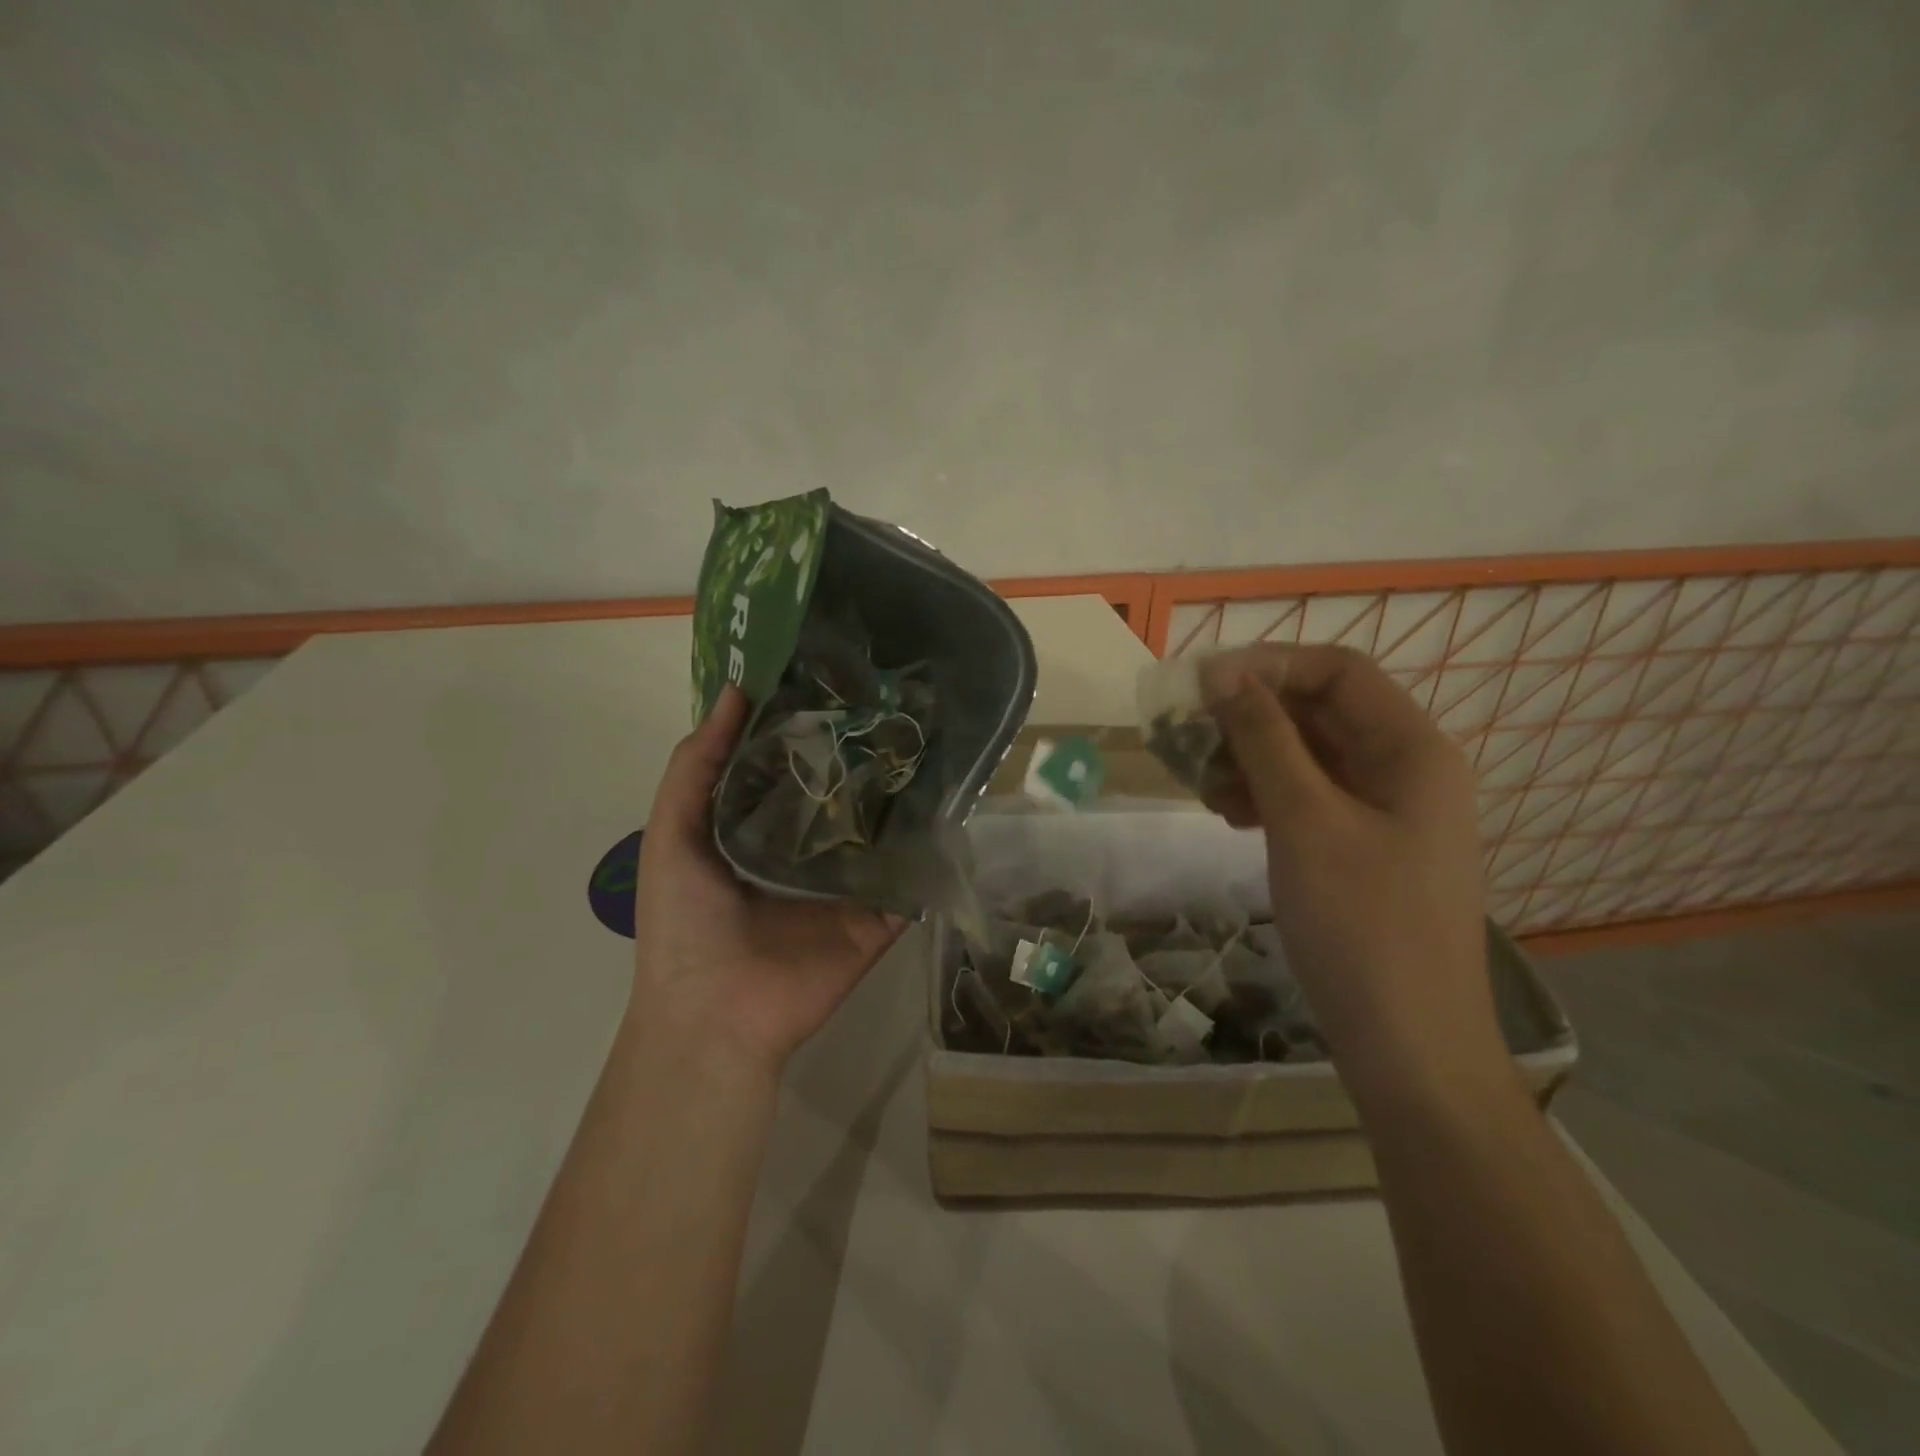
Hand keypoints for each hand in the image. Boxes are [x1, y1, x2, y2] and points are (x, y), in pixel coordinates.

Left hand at [631, 687, 905, 1077]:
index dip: (810, 724)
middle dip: (866, 752)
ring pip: (885, 829)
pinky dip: (932, 850)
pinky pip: (911, 878)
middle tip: (901, 700)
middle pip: (845, 792)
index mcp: (762, 826)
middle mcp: (810, 847)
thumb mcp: (671, 832)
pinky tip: (957, 805)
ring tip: (936, 740)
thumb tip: (735, 691)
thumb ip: (697, 765)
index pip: (794, 764)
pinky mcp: (881, 915)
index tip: (840, 676)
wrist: (713, 1015)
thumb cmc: (683, 921)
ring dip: (906, 794)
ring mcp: (850, 882)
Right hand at [1198, 645, 1507, 1092]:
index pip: (1337, 671)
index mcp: (1411, 749)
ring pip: (1308, 758)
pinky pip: (1308, 799)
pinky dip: (1265, 797)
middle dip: (1250, 717)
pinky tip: (1229, 816)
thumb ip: (1263, 739)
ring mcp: (1385, 813)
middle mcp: (1404, 769)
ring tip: (1201, 786)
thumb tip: (1220, 673)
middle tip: (1186, 738)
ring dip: (1250, 759)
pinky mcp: (1362, 849)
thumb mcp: (1304, 821)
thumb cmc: (1361, 924)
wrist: (1409, 1047)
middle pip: (1320, 713)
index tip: (1200, 685)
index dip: (1268, 665)